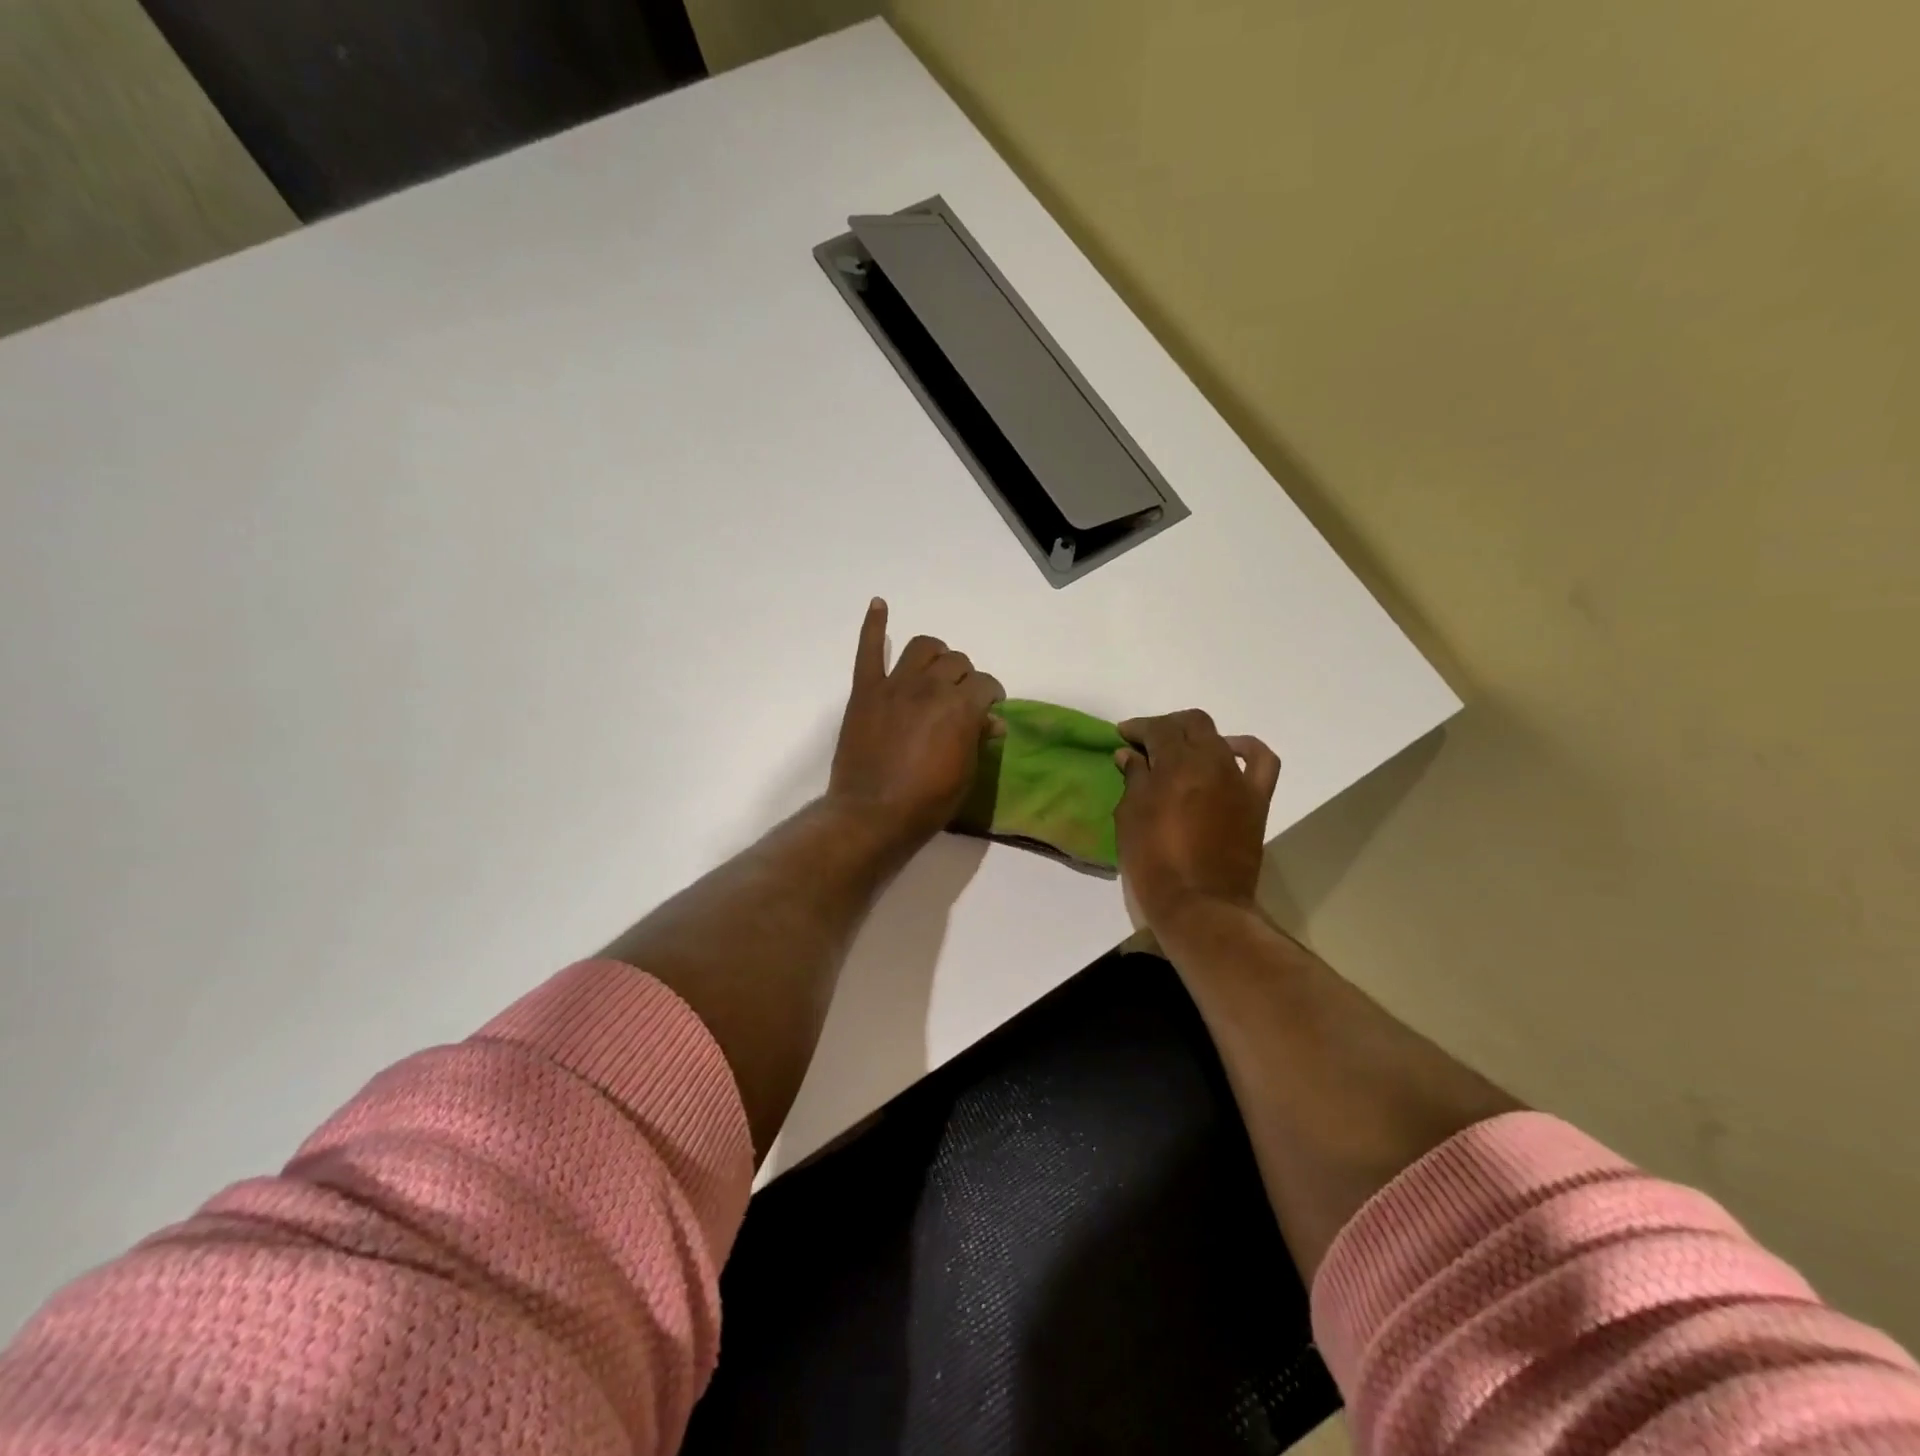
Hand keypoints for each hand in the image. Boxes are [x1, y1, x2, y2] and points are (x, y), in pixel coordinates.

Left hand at [827, 598, 1005, 850]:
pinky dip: (874, 625)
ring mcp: (895, 685)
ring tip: (935, 668)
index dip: (990, 696)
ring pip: (923, 647)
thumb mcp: (966, 774)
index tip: (988, 710)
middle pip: (957, 661)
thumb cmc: (927, 802)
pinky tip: (879, 605)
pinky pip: (869, 649)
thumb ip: (978, 738)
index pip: (985, 684)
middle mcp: (930, 686)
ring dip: (935, 654)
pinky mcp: (866, 691)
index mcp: (960, 706)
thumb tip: (991, 720)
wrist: (872, 814)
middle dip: (965, 677)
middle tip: (960, 697)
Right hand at [1113, 710, 1281, 931]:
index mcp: (1176, 764)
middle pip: (1192, 724)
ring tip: (1181, 751)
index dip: (1138, 728)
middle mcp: (1211, 761)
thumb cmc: (1154, 861)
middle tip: (1148, 742)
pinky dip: (1245, 749)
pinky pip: (1260, 761)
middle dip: (1168, 726)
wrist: (1200, 904)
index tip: (1123, 736)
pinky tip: (1229, 753)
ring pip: (1219, 738)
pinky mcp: (1256, 799)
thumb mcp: (1130, 817)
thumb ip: (1134, 779)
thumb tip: (1130, 755)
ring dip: (1197, 737)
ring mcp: (1238, 779)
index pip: (1158, 729)